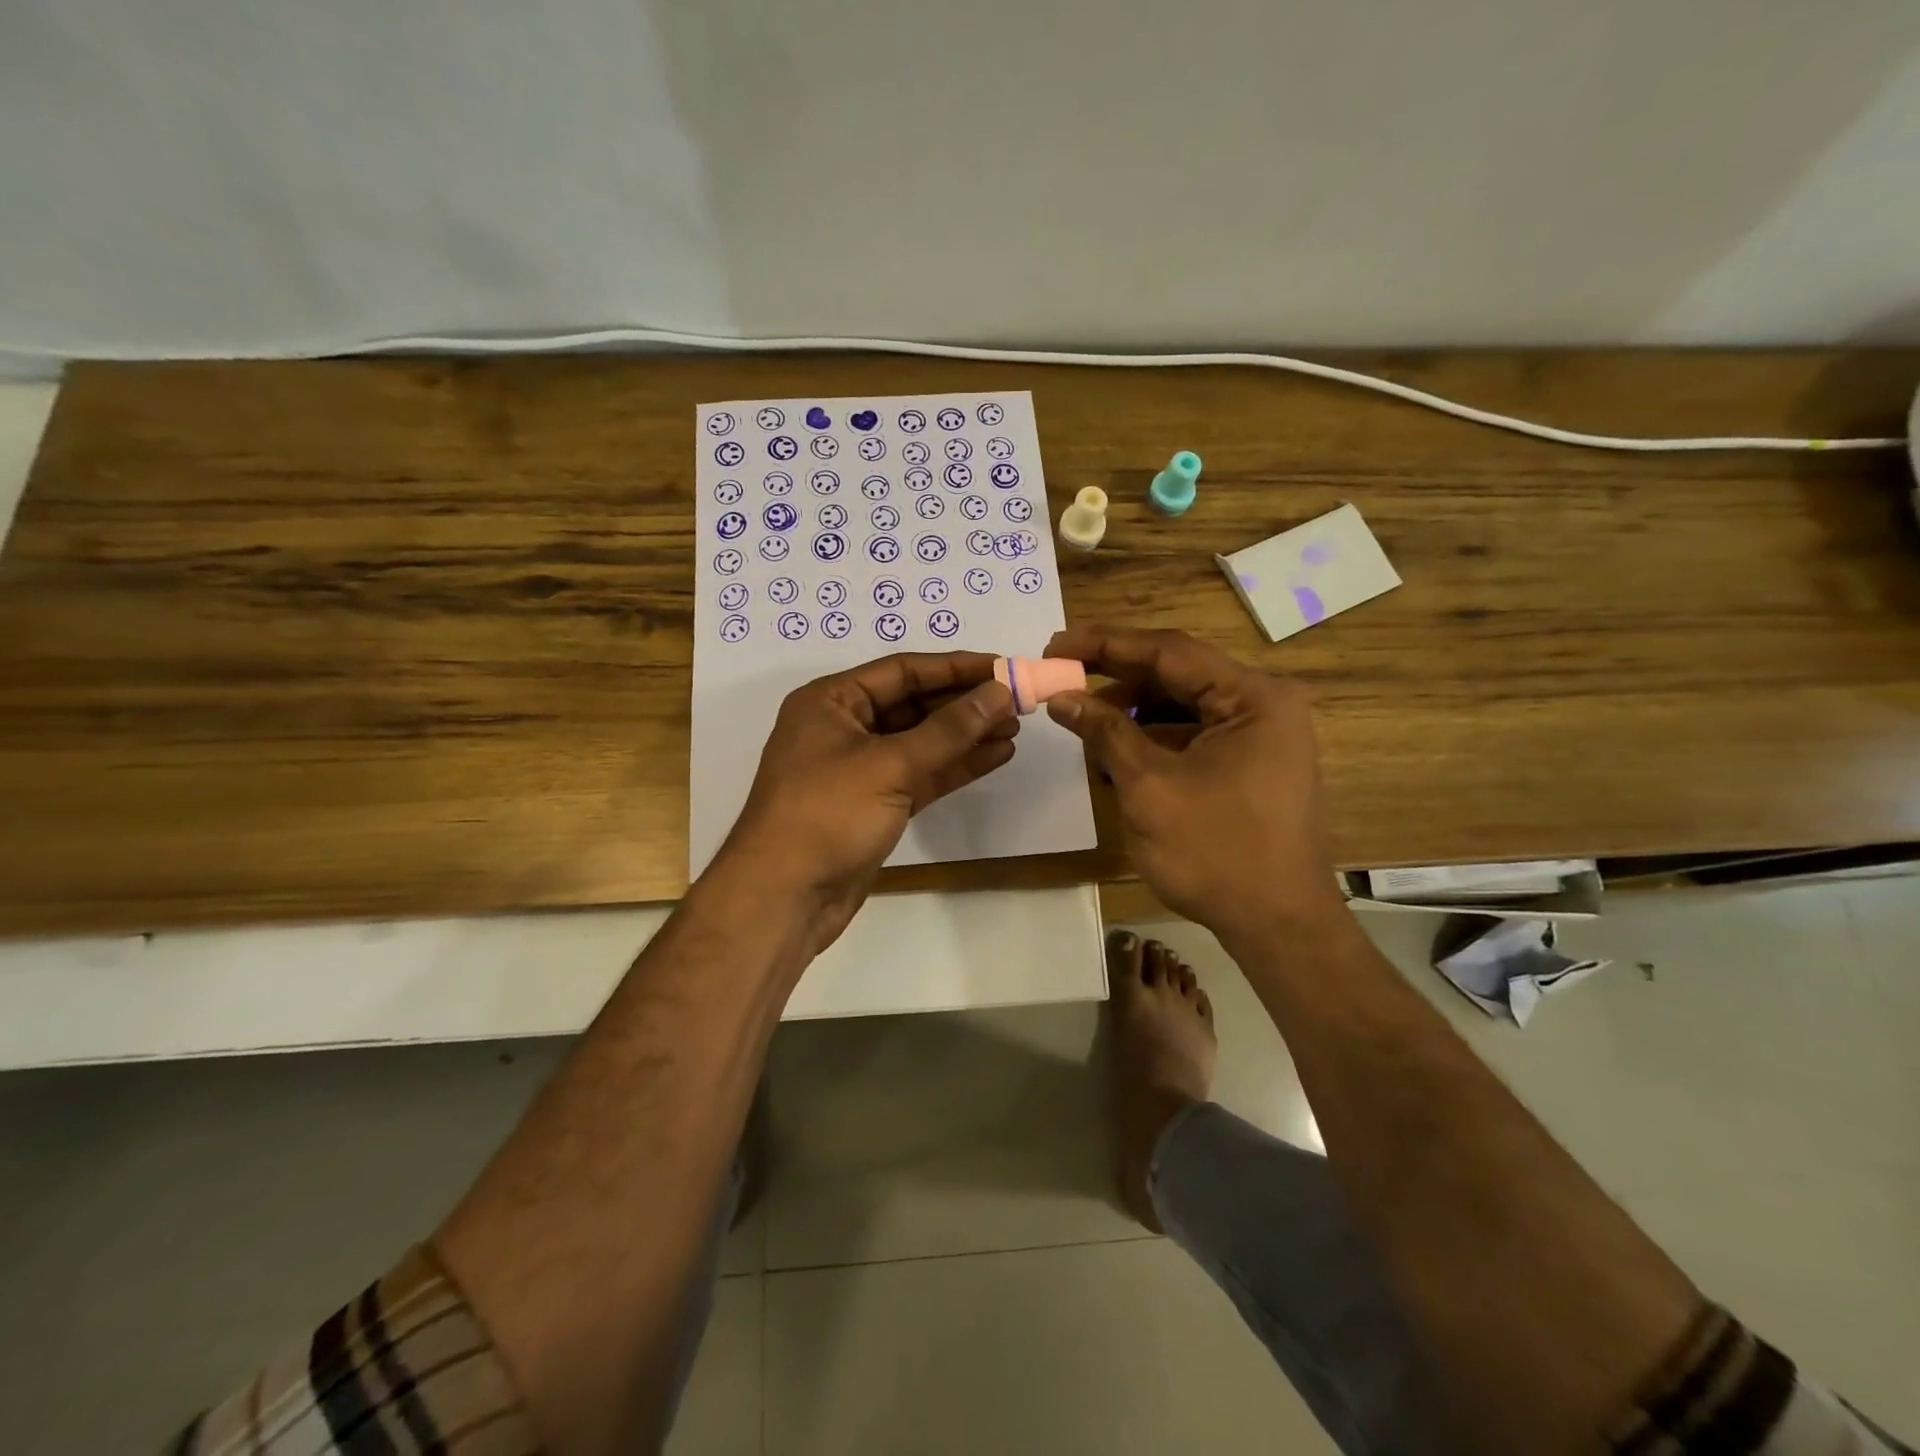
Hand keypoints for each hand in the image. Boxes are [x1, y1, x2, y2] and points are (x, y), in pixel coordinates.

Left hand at [717, 651, 1017, 953]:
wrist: (784, 898)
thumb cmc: (826, 815)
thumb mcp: (889, 764)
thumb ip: (948, 729)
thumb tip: (998, 693)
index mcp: (831, 701)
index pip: (903, 671)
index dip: (955, 667)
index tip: (1003, 667)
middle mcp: (844, 726)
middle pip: (914, 703)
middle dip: (964, 703)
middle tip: (1017, 701)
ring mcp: (860, 767)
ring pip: (922, 741)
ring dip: (966, 735)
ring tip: (1015, 727)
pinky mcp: (875, 803)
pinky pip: (921, 773)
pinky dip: (955, 766)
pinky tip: (996, 756)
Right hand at [1044, 625, 1343, 940]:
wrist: (1276, 925)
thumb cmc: (1215, 852)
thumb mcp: (1149, 786)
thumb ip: (1105, 732)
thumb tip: (1061, 697)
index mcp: (1253, 697)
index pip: (1169, 652)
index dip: (1107, 644)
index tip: (1057, 644)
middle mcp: (1264, 704)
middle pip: (1178, 674)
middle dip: (1118, 677)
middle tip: (1063, 676)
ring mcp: (1261, 734)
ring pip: (1184, 704)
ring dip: (1133, 709)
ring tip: (1083, 717)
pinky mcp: (1251, 761)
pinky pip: (1194, 733)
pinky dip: (1154, 737)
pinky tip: (1116, 750)